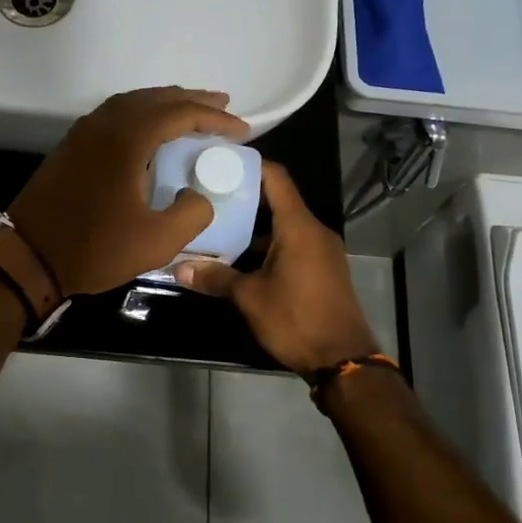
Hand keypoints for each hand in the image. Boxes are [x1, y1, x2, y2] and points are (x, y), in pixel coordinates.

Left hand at [10, 87, 249, 296]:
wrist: (28, 257)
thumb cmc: (94, 248)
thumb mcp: (156, 241)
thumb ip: (192, 213)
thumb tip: (198, 194)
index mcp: (127, 139)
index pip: (179, 113)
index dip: (214, 118)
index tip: (241, 129)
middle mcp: (104, 125)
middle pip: (154, 98)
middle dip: (191, 100)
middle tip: (221, 106)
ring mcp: (82, 133)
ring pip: (130, 103)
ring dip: (163, 103)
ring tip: (189, 112)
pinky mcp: (70, 147)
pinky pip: (112, 115)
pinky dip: (139, 114)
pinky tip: (148, 130)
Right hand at [175, 162, 378, 373]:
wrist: (343, 361)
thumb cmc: (296, 319)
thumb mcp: (249, 298)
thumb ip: (215, 278)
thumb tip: (178, 268)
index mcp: (298, 227)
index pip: (275, 178)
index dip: (248, 165)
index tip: (218, 162)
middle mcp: (314, 230)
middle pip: (277, 199)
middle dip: (242, 196)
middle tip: (206, 194)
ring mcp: (321, 250)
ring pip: (283, 225)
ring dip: (253, 224)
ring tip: (216, 224)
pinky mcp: (322, 268)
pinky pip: (292, 243)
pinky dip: (267, 243)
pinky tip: (239, 256)